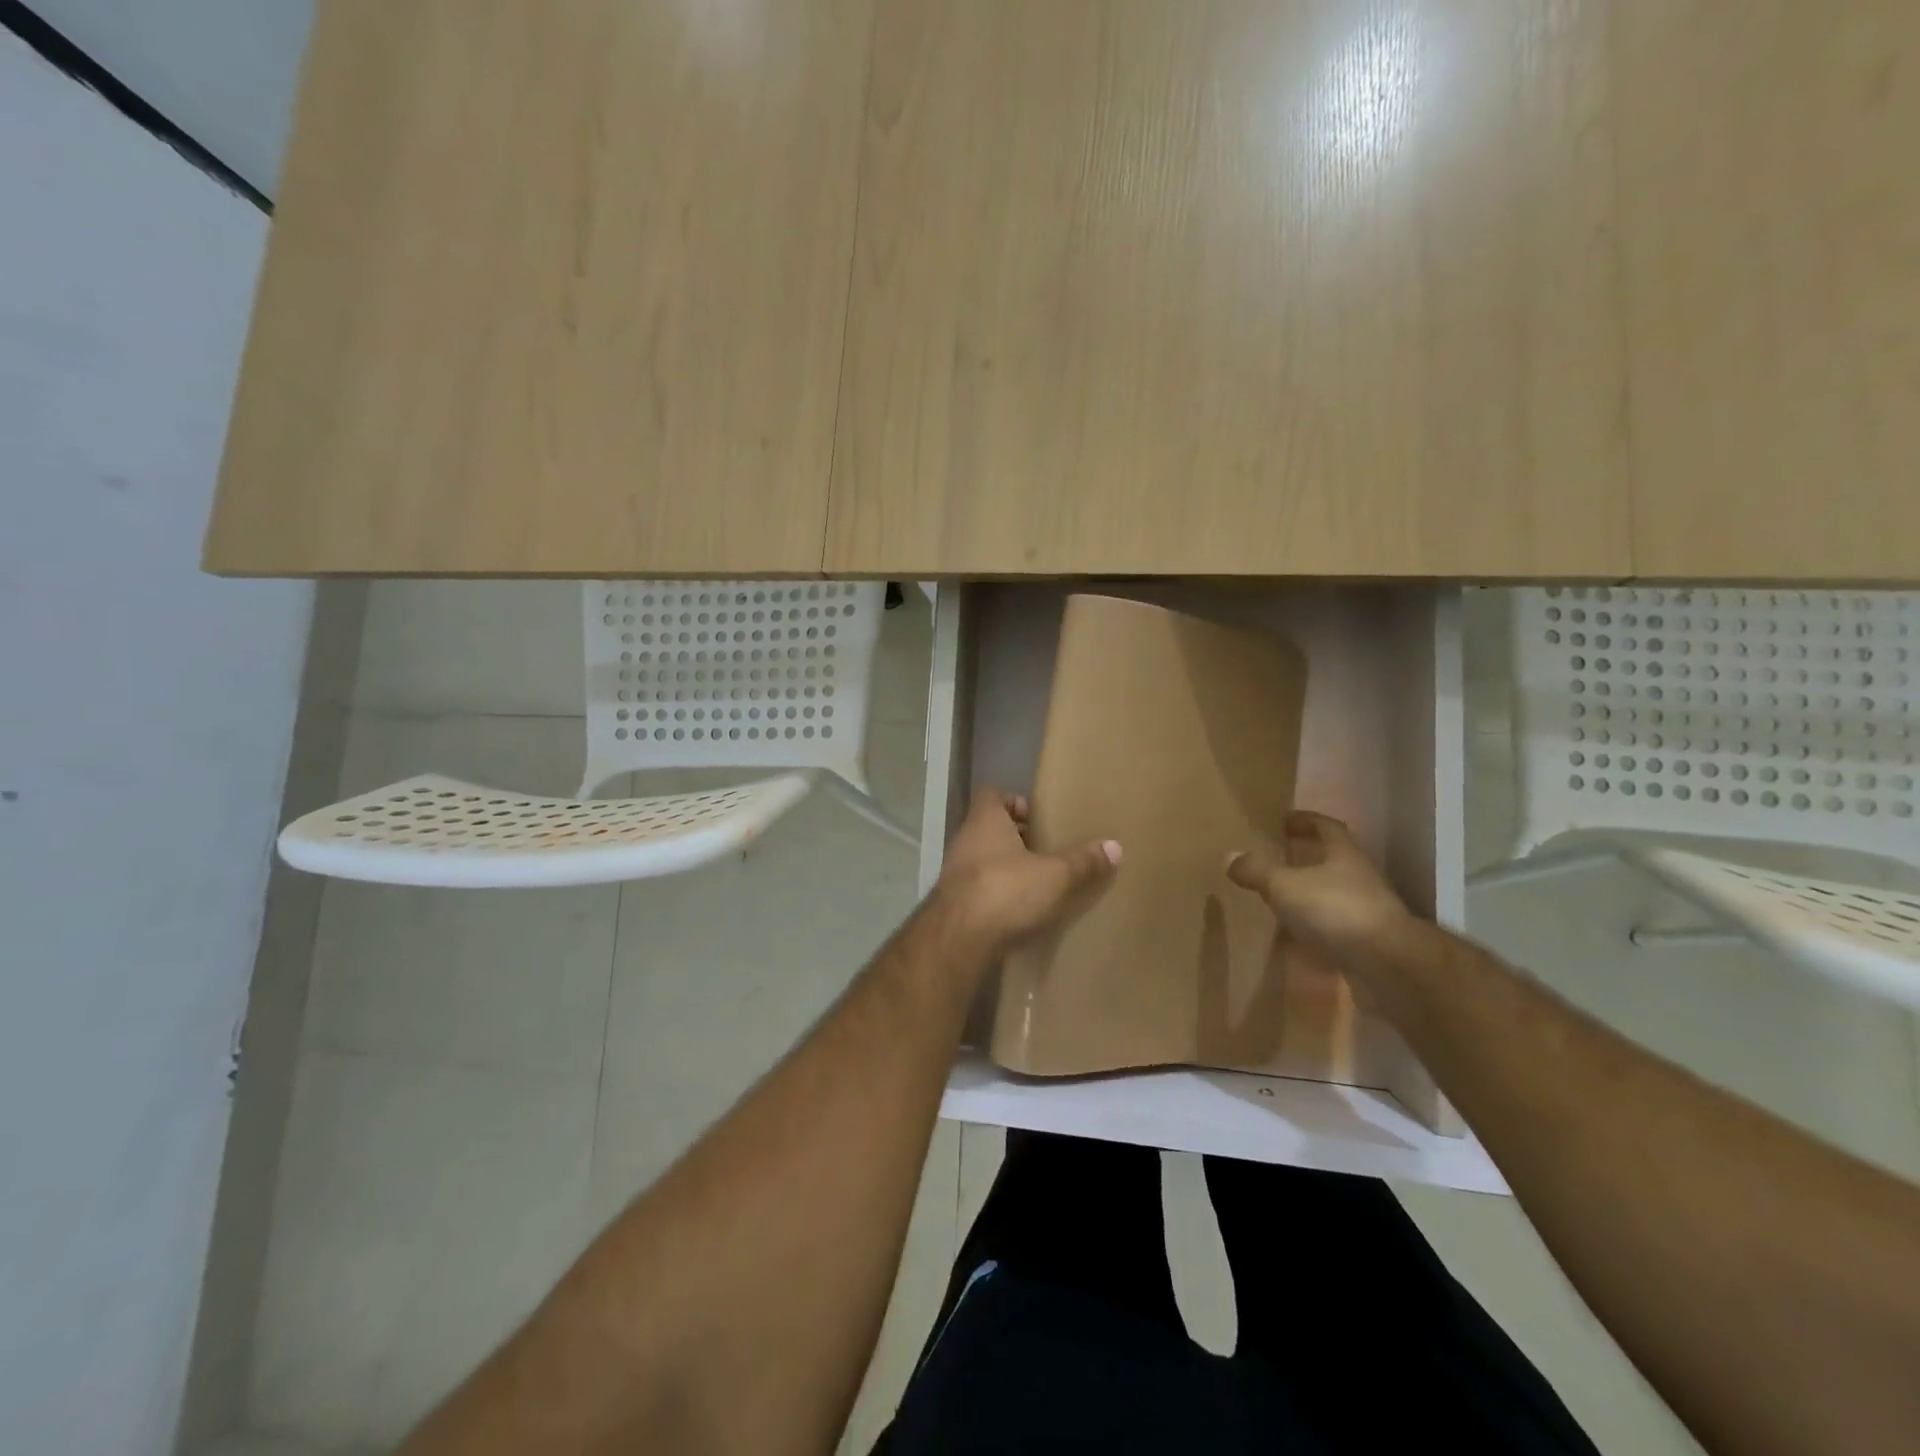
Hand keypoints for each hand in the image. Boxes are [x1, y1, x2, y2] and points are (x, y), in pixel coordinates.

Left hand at [934, 789, 1119, 954]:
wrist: (959, 938)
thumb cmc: (1006, 890)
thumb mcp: (1055, 876)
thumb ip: (1083, 862)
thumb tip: (1115, 846)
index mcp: (985, 820)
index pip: (992, 794)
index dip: (1013, 801)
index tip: (1037, 817)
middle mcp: (965, 839)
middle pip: (989, 828)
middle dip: (1015, 837)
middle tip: (1045, 850)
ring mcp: (955, 872)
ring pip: (983, 859)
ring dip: (1006, 867)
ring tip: (1037, 882)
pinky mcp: (953, 903)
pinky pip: (978, 888)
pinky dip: (996, 894)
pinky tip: (1018, 911)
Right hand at [1227, 811, 1413, 970]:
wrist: (1387, 965)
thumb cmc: (1335, 910)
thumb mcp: (1284, 885)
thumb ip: (1257, 870)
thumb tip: (1230, 856)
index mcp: (1344, 854)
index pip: (1326, 827)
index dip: (1305, 821)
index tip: (1284, 821)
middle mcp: (1359, 878)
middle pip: (1331, 861)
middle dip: (1304, 860)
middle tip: (1274, 861)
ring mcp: (1366, 912)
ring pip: (1331, 897)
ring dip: (1308, 898)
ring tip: (1278, 903)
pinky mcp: (1366, 944)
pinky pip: (1333, 931)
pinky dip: (1314, 933)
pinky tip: (1293, 942)